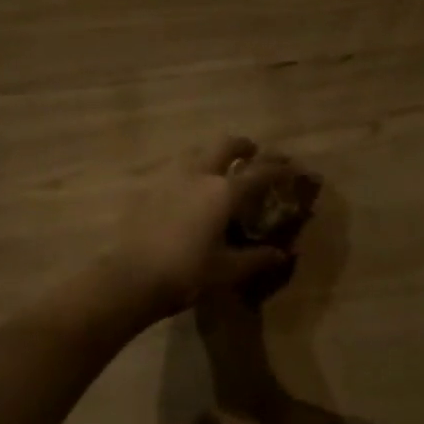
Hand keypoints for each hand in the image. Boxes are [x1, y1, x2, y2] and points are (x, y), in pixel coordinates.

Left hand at [104, 137, 298, 319]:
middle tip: (253, 153)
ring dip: (213, 154)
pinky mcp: (150, 189)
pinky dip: (191, 170)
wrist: (131, 277)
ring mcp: (170, 178)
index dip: (280, 168)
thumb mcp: (228, 270)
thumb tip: (282, 254)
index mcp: (223, 192)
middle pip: (225, 145)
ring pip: (197, 152)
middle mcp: (199, 175)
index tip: (292, 167)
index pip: (260, 172)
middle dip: (243, 146)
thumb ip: (257, 258)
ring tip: (220, 169)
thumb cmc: (186, 274)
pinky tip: (189, 190)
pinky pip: (176, 169)